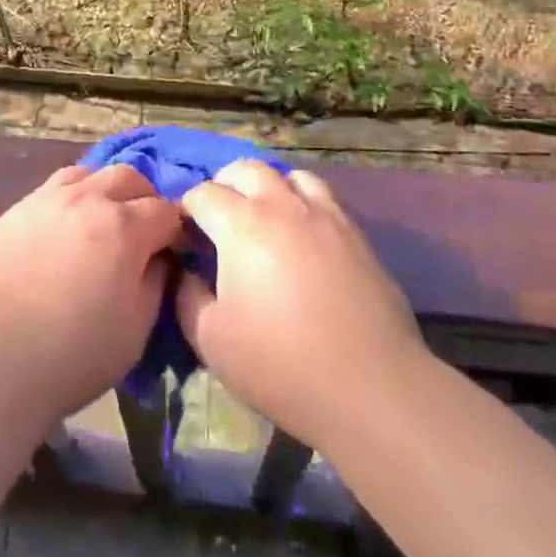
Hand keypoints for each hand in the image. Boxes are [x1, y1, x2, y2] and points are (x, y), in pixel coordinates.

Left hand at [0, 164, 181, 431]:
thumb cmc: (70, 356)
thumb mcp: (135, 332)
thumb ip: (155, 284)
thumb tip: (158, 259)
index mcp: (122, 227)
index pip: (166, 210)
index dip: (177, 230)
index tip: (176, 251)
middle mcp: (85, 199)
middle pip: (128, 177)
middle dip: (144, 199)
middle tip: (142, 232)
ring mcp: (43, 200)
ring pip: (86, 174)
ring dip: (104, 191)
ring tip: (101, 222)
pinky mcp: (11, 212)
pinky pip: (49, 192)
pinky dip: (68, 203)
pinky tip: (60, 233)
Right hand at [176, 160, 422, 452]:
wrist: (371, 387)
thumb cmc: (280, 364)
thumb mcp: (210, 339)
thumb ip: (186, 296)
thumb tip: (186, 271)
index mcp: (242, 224)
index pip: (202, 194)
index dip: (185, 212)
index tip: (184, 239)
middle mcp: (283, 205)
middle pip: (246, 169)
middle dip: (224, 186)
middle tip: (219, 221)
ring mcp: (326, 215)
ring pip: (291, 176)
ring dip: (269, 188)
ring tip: (265, 221)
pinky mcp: (357, 235)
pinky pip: (325, 200)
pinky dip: (304, 206)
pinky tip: (303, 240)